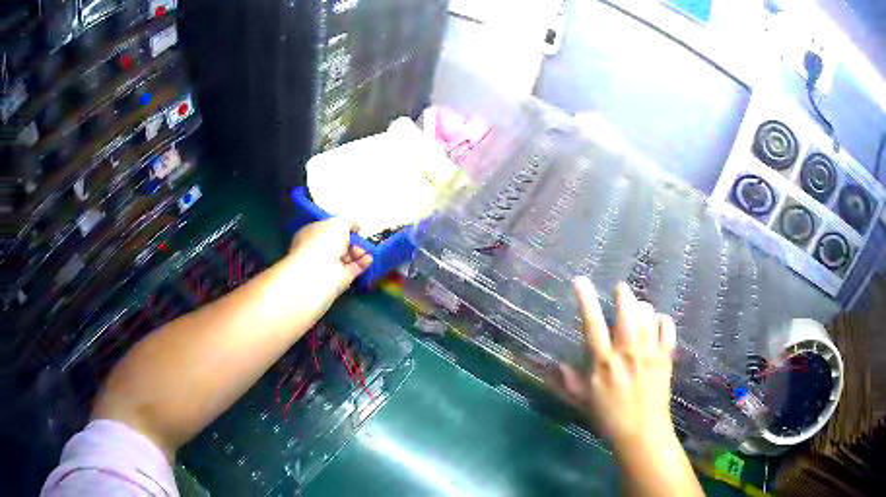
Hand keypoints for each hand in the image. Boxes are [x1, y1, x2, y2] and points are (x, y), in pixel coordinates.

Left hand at [289, 218, 372, 296]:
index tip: (354, 226)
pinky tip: (370, 258)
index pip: (327, 229)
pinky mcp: (340, 279)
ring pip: (347, 256)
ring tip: (368, 248)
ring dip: (359, 251)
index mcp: (312, 234)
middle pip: (338, 244)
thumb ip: (348, 222)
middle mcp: (319, 250)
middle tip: (362, 238)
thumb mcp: (338, 223)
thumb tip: (355, 225)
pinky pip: (354, 268)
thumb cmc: (323, 242)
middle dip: (352, 240)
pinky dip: (363, 263)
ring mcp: (329, 266)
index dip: (340, 227)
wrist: (319, 273)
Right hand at [559, 278, 676, 453]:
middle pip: (627, 311)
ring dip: (642, 306)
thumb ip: (571, 382)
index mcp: (604, 363)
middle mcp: (627, 353)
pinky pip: (667, 328)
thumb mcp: (585, 402)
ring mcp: (649, 354)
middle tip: (620, 290)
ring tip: (638, 308)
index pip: (592, 324)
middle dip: (623, 294)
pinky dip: (662, 321)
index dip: (585, 299)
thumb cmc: (610, 419)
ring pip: (648, 315)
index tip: (580, 281)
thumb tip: (557, 365)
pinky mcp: (665, 358)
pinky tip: (658, 323)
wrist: (642, 433)